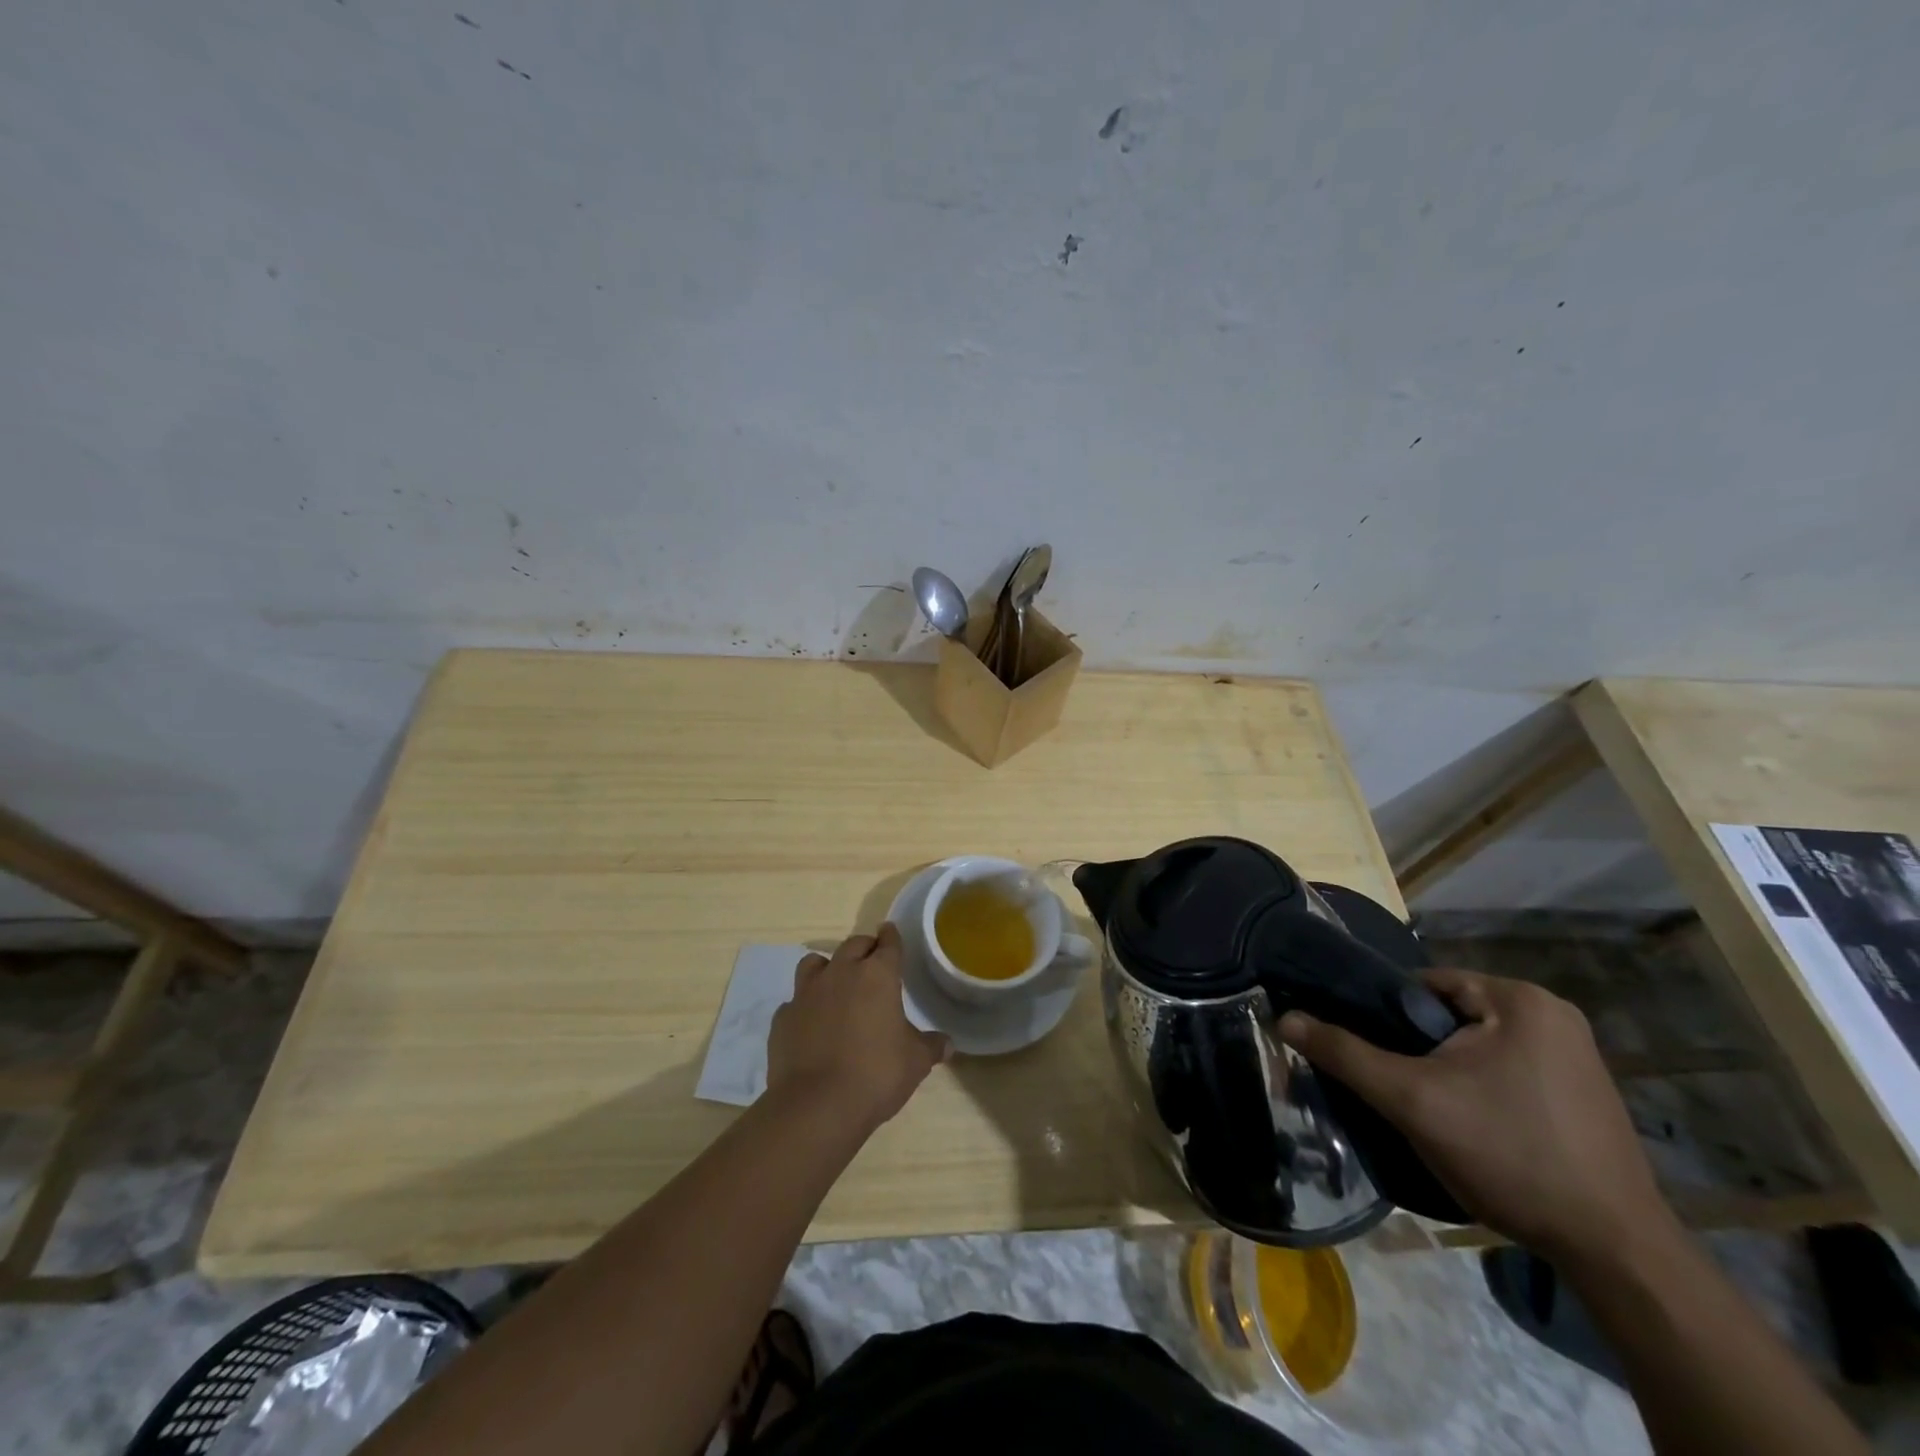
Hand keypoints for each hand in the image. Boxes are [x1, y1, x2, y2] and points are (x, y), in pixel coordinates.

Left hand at [767, 924, 949, 1132]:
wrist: (816, 1105)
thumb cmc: (876, 1075)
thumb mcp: (915, 1063)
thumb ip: (931, 1046)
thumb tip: (947, 1043)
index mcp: (877, 976)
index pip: (888, 944)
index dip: (892, 937)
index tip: (891, 932)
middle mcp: (841, 973)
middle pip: (853, 945)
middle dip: (865, 948)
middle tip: (872, 961)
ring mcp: (807, 993)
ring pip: (816, 962)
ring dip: (828, 967)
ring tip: (836, 984)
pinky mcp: (783, 1017)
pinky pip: (795, 1001)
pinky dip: (805, 1006)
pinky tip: (811, 1023)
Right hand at [1279, 969, 1671, 1263]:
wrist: (1616, 1253)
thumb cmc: (1510, 1155)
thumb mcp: (1412, 1100)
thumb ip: (1346, 1053)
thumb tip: (1284, 1018)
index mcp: (1521, 999)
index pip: (1424, 985)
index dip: (1385, 1015)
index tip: (1368, 1052)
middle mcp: (1553, 1015)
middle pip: (1449, 1016)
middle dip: (1417, 1048)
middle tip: (1395, 1087)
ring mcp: (1576, 1056)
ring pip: (1476, 1046)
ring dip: (1446, 1071)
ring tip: (1428, 1109)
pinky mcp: (1583, 1094)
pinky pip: (1507, 1071)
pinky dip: (1479, 1089)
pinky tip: (1472, 1127)